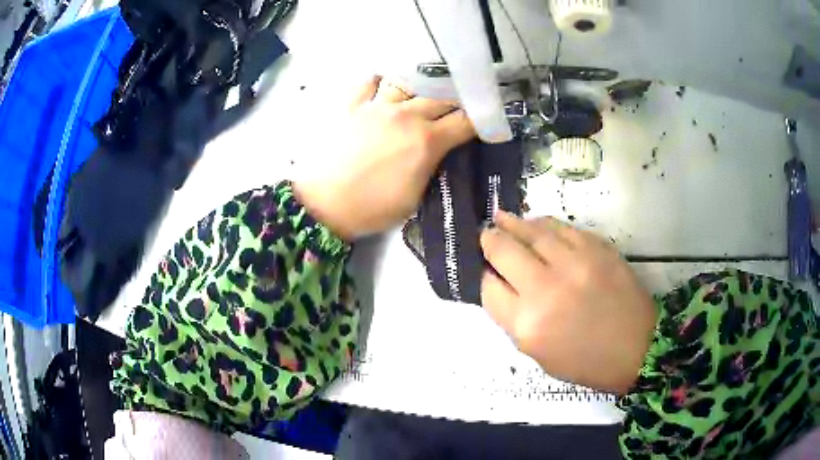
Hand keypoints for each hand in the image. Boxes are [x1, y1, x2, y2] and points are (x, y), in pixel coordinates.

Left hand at [293, 76, 475, 240]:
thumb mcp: (415, 197)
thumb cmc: (372, 209)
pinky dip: (379, 80)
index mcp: (426, 141)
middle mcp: (406, 116)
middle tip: (462, 101)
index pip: (465, 121)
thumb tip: (440, 150)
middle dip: (458, 98)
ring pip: (408, 81)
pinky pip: (369, 81)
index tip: (488, 117)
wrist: (323, 204)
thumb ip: (432, 167)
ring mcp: (377, 106)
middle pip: (442, 96)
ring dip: (421, 84)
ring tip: (424, 88)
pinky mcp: (352, 105)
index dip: (482, 118)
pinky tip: (383, 84)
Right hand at [481, 212, 657, 393]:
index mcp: (528, 325)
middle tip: (487, 234)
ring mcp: (574, 263)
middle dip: (489, 240)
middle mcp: (546, 289)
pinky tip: (536, 224)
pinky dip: (543, 224)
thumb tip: (498, 282)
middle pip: (503, 250)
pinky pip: (561, 227)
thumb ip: (513, 318)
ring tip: (502, 218)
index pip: (488, 288)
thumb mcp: (537, 353)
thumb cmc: (584, 360)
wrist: (636, 347)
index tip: (485, 269)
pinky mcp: (596, 248)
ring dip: (512, 223)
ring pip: (532, 231)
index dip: (482, 275)